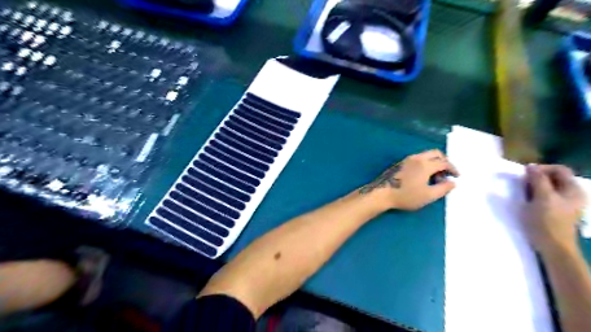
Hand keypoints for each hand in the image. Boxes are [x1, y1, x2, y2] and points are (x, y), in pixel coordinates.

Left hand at [358, 149, 458, 208]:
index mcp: (425, 164)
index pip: (444, 162)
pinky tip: (423, 176)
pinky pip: (417, 159)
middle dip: (444, 161)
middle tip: (447, 173)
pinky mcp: (400, 163)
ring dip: (434, 163)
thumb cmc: (406, 196)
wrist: (381, 193)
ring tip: (435, 177)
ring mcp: (407, 159)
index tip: (457, 176)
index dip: (453, 168)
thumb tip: (452, 182)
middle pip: (435, 153)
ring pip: (425, 155)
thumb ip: (443, 188)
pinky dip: (425, 164)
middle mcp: (416, 158)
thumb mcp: (428, 196)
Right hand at [523, 165, 582, 254]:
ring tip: (523, 193)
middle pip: (554, 178)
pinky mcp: (556, 211)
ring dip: (534, 187)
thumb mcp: (541, 197)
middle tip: (523, 185)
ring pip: (548, 187)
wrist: (553, 246)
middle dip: (537, 178)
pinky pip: (546, 196)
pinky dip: (536, 195)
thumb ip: (537, 180)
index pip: (559, 169)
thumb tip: (531, 166)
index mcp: (572, 189)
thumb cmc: (547, 220)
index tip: (525, 175)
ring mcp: (565, 203)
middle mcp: (572, 194)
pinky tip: (528, 201)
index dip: (542, 169)